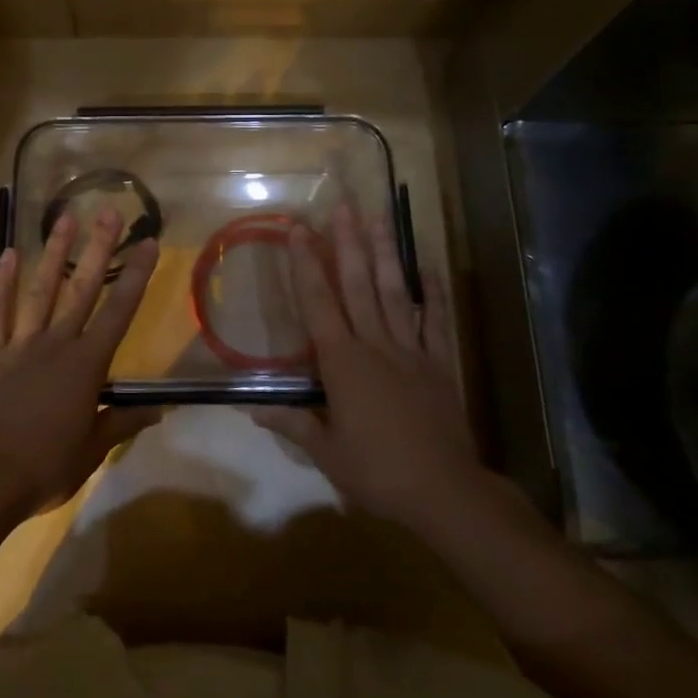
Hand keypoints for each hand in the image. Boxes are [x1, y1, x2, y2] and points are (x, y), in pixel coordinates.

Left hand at [0, 208, 160, 524]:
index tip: (148, 243)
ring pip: (41, 290)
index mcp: (87, 365)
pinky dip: (0, 284)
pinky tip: (7, 255)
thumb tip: (161, 409)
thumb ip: (124, 421)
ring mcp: (21, 344)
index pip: (119, 312)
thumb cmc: (46, 466)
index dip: (136, 276)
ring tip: (64, 218)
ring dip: (54, 253)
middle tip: (108, 212)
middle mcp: (57, 344)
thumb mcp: (93, 449)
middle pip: (82, 288)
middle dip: (98, 248)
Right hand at [252, 206, 482, 536]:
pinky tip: (429, 265)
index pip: (318, 303)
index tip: (298, 229)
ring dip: (386, 253)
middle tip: (344, 205)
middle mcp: (375, 345)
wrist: (446, 492)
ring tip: (380, 217)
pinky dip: (433, 292)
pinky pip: (436, 320)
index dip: (305, 264)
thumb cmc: (378, 472)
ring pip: (396, 292)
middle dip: (348, 243)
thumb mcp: (327, 454)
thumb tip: (251, 410)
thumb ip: (293, 424)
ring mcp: (411, 350)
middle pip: (358, 285)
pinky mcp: (439, 363)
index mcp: (343, 363)